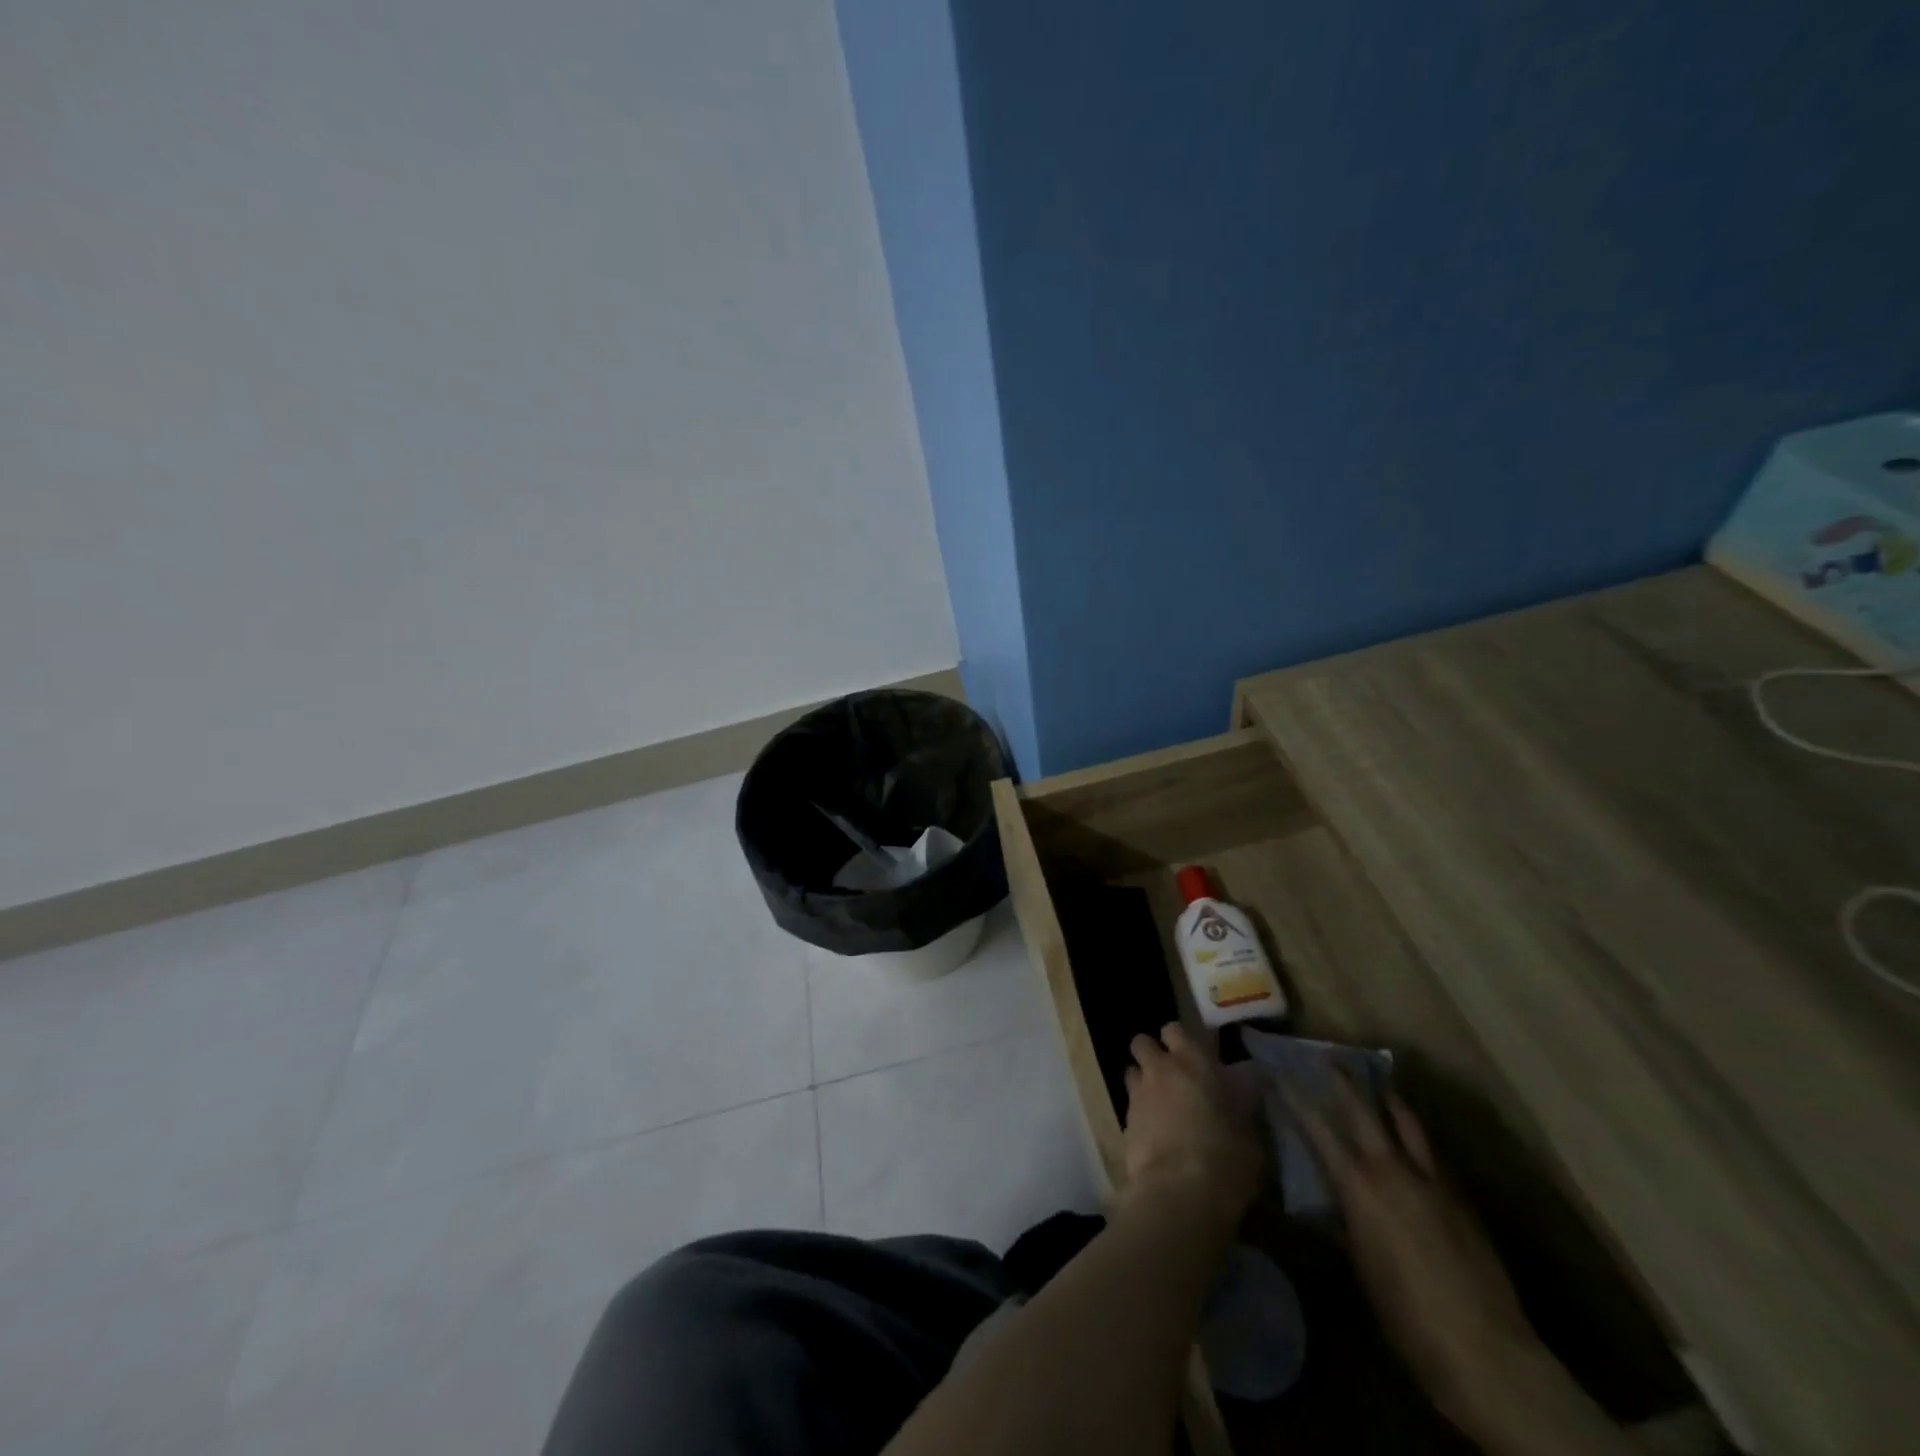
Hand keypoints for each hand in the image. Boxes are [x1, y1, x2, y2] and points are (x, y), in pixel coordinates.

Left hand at [1122, 1023, 1265, 1226]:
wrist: (1180, 1192)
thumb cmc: (1226, 1158)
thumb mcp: (1249, 1130)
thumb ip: (1240, 1101)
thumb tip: (1241, 1087)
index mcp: (1194, 1061)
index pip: (1177, 1029)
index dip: (1182, 1041)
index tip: (1195, 1057)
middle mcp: (1161, 1068)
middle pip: (1143, 1041)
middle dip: (1154, 1052)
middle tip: (1171, 1074)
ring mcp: (1139, 1092)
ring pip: (1132, 1069)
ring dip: (1142, 1078)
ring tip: (1158, 1100)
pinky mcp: (1124, 1119)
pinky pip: (1129, 1102)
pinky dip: (1139, 1109)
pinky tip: (1152, 1129)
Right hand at [1290, 1075, 1540, 1427]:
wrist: (1485, 1351)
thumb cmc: (1404, 1314)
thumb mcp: (1359, 1266)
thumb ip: (1340, 1223)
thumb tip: (1319, 1204)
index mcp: (1358, 1186)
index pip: (1317, 1128)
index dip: (1295, 1099)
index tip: (1278, 1075)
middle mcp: (1392, 1170)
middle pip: (1364, 1109)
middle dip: (1343, 1081)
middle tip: (1327, 1059)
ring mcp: (1432, 1181)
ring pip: (1407, 1121)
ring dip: (1388, 1098)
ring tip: (1378, 1083)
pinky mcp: (1460, 1198)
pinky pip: (1431, 1153)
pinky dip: (1415, 1137)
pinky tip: (1410, 1143)